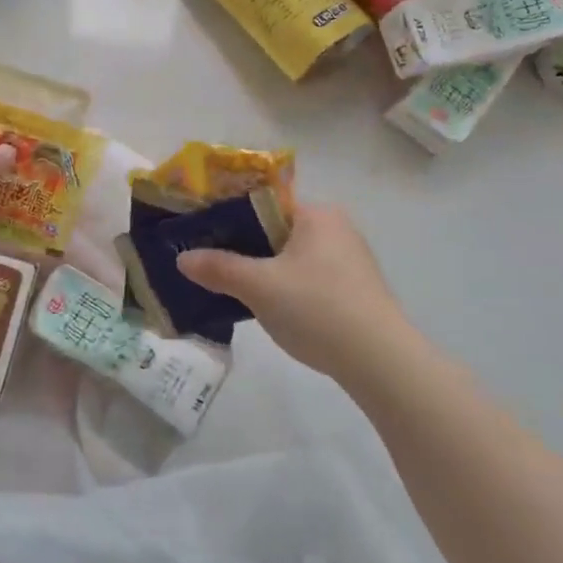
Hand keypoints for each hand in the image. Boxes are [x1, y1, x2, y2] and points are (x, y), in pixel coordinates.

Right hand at [176, 203, 411, 378]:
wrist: (381, 362)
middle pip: (275, 228)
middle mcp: (336, 228)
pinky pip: (308, 277)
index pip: (263, 200)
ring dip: (264, 268)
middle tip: (210, 260)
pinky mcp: (356, 290)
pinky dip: (286, 286)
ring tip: (231, 285)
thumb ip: (218, 268)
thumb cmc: (317, 308)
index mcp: (316, 213)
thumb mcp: (258, 287)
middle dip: (243, 245)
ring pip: (291, 255)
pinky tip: (269, 307)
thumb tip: (182, 258)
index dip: (229, 214)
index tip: (201, 231)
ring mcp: (350, 260)